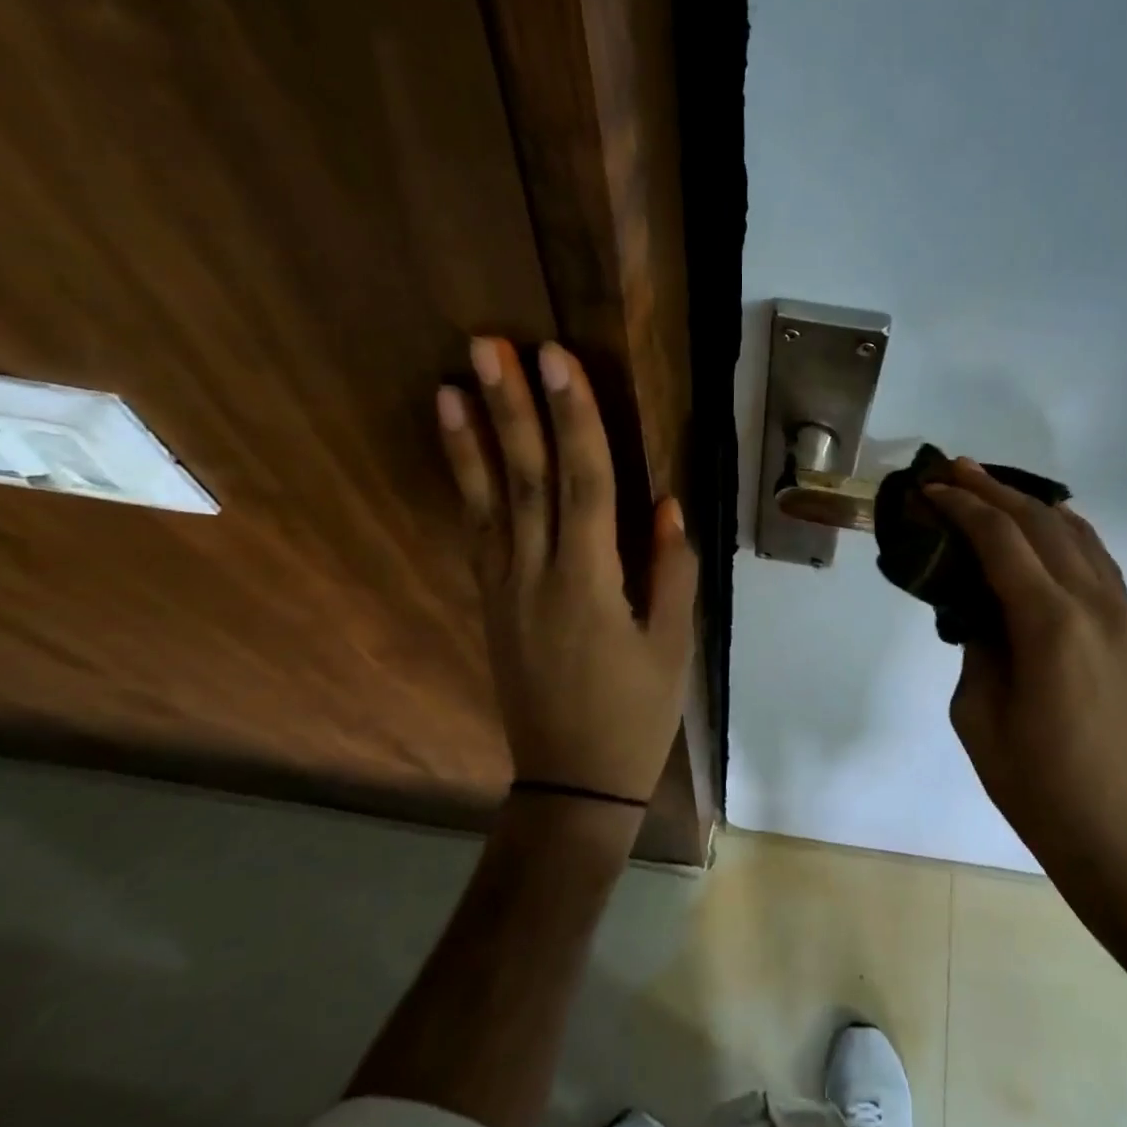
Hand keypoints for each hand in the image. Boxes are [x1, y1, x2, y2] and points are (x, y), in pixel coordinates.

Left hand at [437, 337, 696, 804]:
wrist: (571, 782)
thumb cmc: (635, 714)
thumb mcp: (673, 647)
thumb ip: (671, 572)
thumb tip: (666, 505)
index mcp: (590, 583)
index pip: (584, 483)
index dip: (573, 417)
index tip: (558, 360)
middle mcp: (537, 575)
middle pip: (527, 478)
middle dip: (512, 407)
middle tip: (491, 344)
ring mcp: (506, 588)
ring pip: (488, 501)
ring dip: (472, 439)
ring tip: (454, 383)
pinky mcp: (492, 603)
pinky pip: (478, 533)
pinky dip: (467, 487)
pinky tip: (461, 453)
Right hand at [924, 460, 1126, 886]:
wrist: (1125, 835)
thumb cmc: (1036, 784)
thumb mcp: (977, 713)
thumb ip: (978, 643)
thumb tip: (981, 604)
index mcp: (1051, 626)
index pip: (1001, 541)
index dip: (961, 506)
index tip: (929, 487)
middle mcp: (1097, 607)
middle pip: (1042, 524)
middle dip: (993, 490)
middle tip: (953, 469)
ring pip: (1080, 535)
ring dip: (1032, 505)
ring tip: (992, 487)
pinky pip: (1100, 564)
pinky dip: (1066, 535)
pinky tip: (1043, 531)